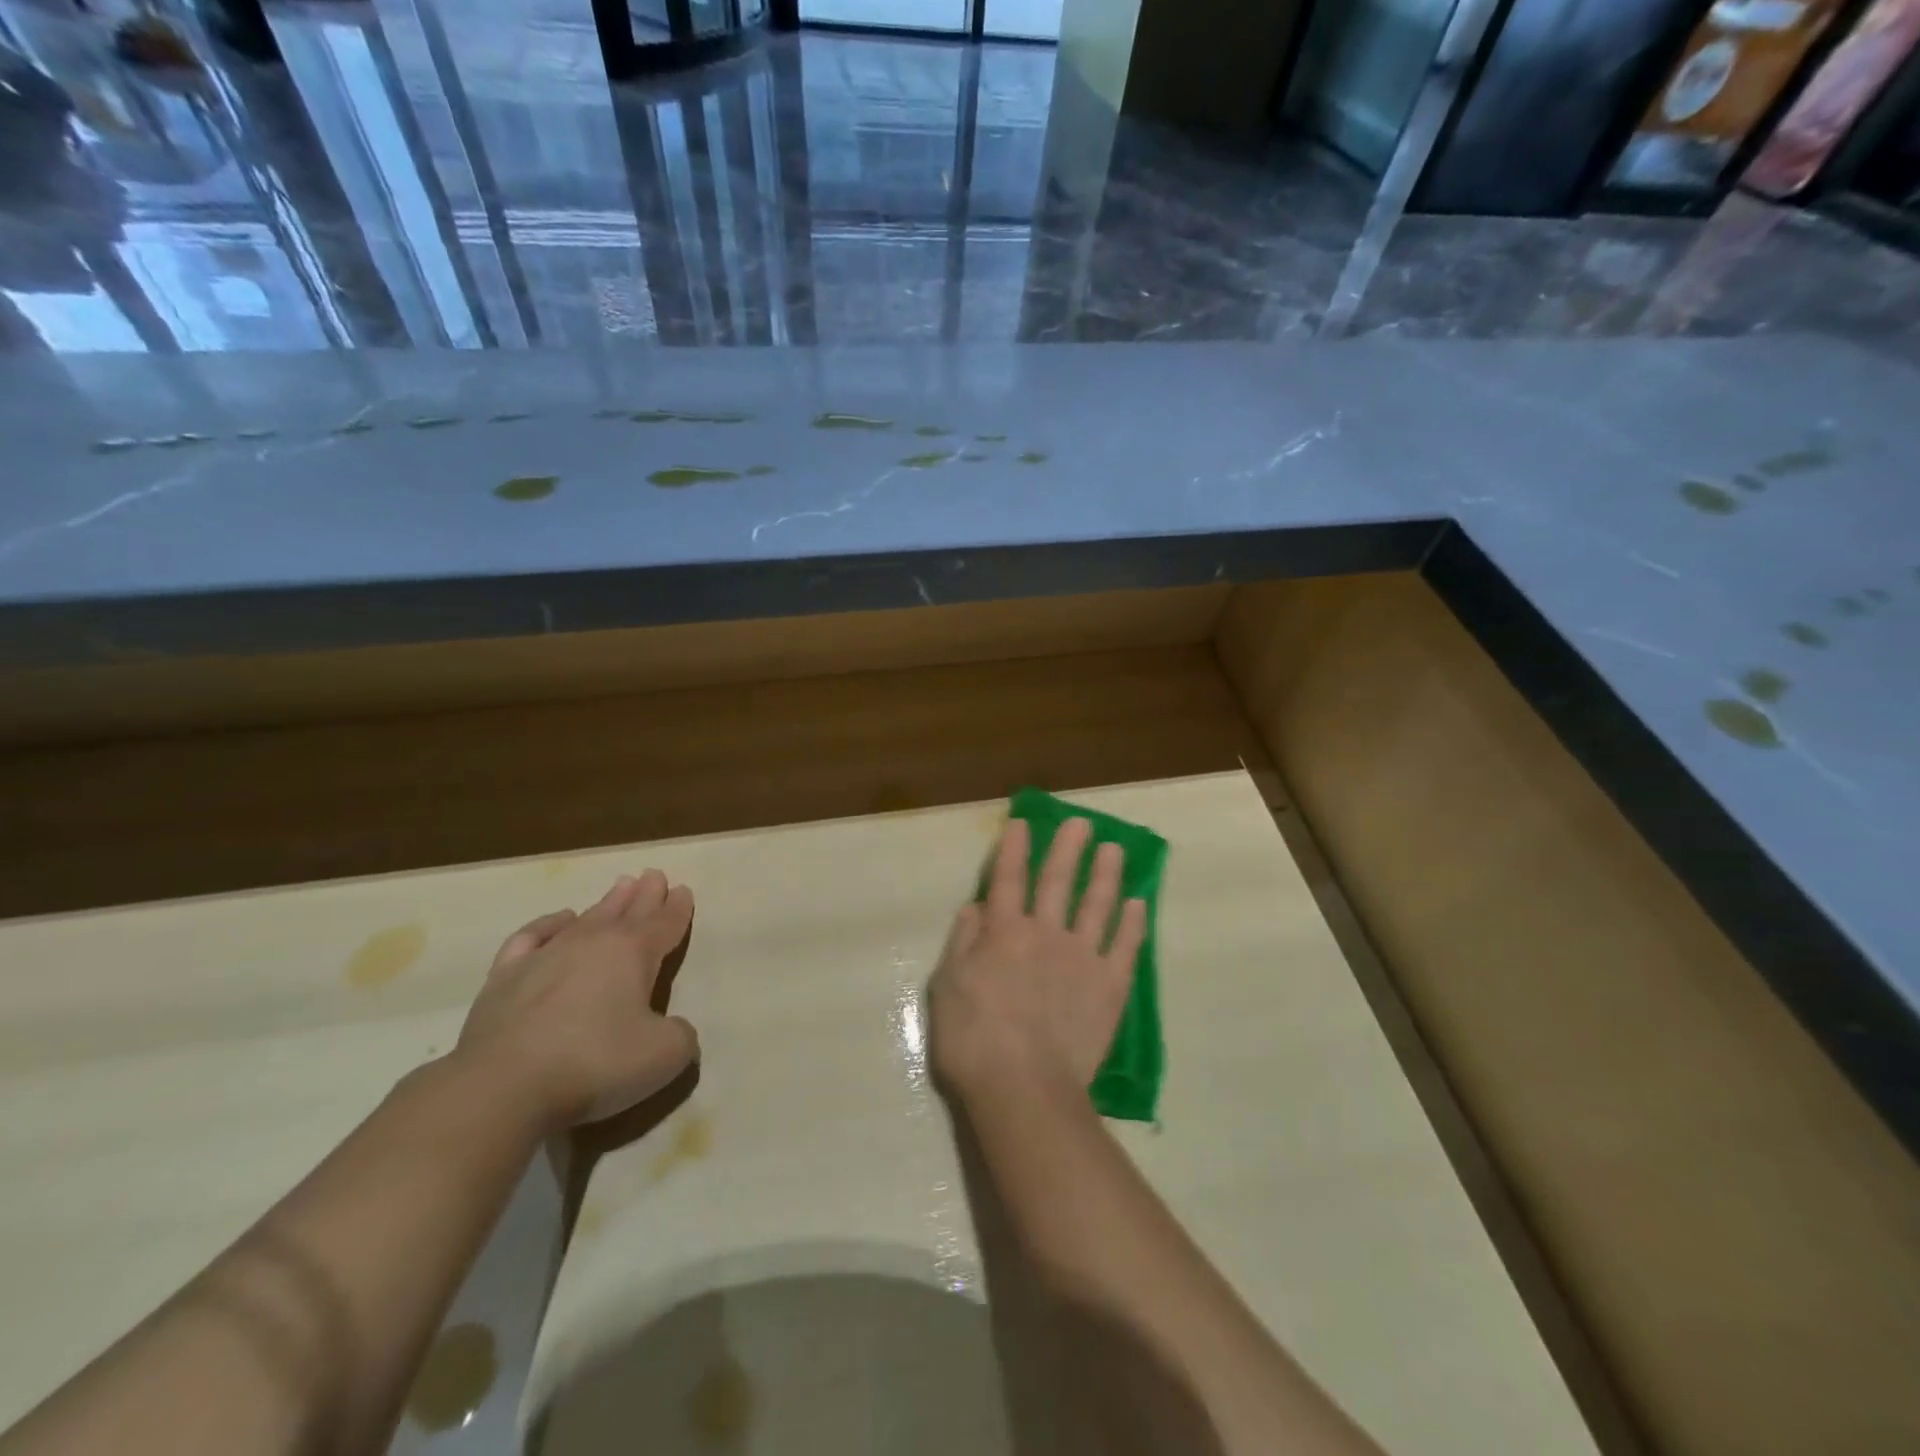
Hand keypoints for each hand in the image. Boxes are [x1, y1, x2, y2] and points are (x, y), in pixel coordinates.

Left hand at [454, 870, 697, 1131]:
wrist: (502, 1086)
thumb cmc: (594, 1064)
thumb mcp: (663, 1055)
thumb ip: (680, 1035)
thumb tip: (673, 1029)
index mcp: (634, 953)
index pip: (664, 924)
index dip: (677, 908)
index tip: (683, 890)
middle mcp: (593, 942)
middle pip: (628, 911)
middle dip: (645, 894)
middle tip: (654, 875)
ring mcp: (546, 955)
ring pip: (586, 917)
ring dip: (607, 902)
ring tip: (621, 886)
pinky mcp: (506, 976)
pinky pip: (533, 936)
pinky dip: (549, 924)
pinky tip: (559, 920)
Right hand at [928, 816, 1146, 1107]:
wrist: (1024, 1090)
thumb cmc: (973, 1041)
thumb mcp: (946, 987)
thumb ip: (962, 942)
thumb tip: (977, 906)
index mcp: (1004, 932)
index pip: (1009, 878)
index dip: (1014, 848)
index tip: (1023, 822)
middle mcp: (1046, 933)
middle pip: (1058, 881)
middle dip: (1068, 848)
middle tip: (1081, 822)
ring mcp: (1083, 957)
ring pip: (1097, 905)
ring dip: (1106, 874)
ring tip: (1114, 849)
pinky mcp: (1110, 986)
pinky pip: (1125, 946)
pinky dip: (1133, 923)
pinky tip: (1138, 904)